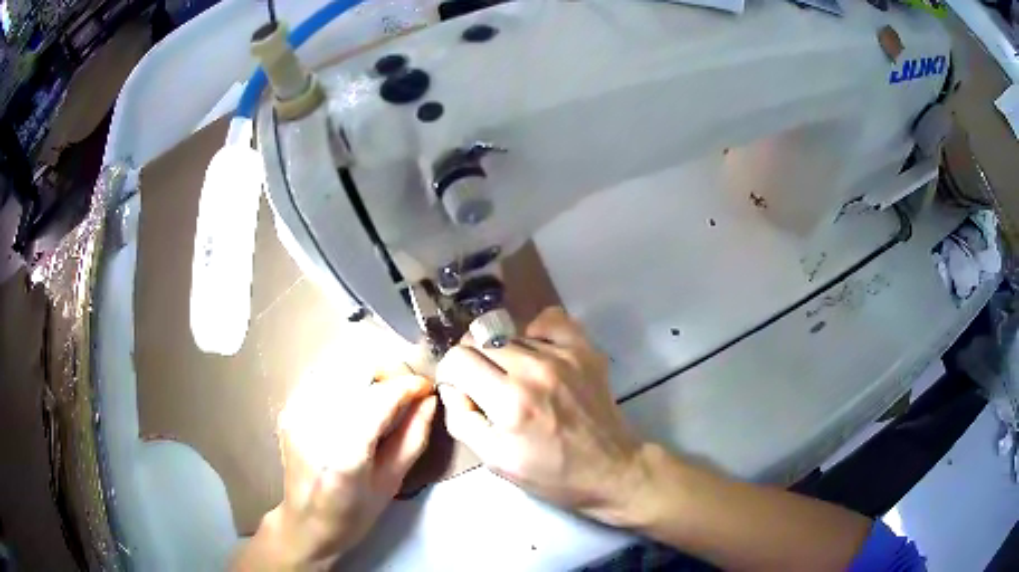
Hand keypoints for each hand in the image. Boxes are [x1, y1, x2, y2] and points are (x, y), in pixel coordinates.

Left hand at [238, 371, 435, 569]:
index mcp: (345, 453)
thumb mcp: (392, 483)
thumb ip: (413, 438)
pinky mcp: (289, 408)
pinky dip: (346, 380)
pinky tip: (355, 400)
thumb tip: (429, 400)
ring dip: (367, 373)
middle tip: (405, 390)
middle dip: (387, 371)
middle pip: (355, 368)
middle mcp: (315, 425)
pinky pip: (322, 376)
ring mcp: (296, 413)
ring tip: (383, 394)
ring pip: (338, 366)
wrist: (305, 523)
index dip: (408, 385)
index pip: (380, 397)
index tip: (426, 388)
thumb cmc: (353, 514)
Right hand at [435, 307, 644, 522]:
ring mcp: (563, 354)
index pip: (457, 359)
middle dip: (472, 364)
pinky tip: (537, 354)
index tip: (461, 391)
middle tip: (485, 388)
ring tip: (516, 380)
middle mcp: (535, 369)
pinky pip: (548, 320)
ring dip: (502, 355)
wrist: (611, 469)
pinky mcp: (584, 349)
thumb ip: (462, 420)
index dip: (450, 375)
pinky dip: (535, 333)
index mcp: (510, 402)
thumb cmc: (551, 474)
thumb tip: (452, 387)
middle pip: (479, 341)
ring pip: (509, 335)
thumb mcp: (495, 461)